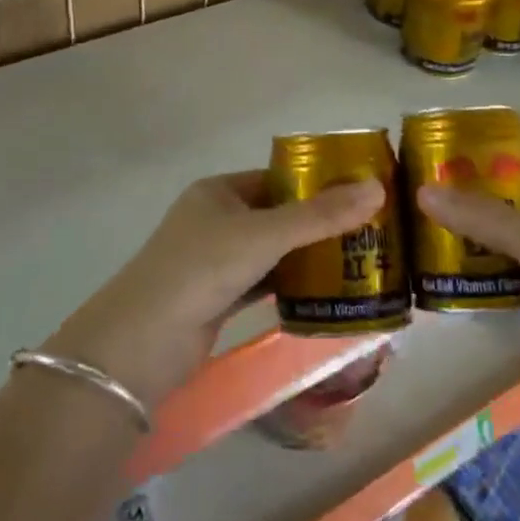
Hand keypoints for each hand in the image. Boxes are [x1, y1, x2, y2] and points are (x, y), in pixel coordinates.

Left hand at [44, 172, 384, 408]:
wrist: (142, 343)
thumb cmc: (201, 268)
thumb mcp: (263, 235)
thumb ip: (319, 216)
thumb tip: (377, 188)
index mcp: (218, 191)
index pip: (277, 177)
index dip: (317, 183)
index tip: (362, 193)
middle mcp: (216, 219)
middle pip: (278, 214)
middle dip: (319, 222)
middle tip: (370, 230)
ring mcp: (216, 260)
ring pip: (273, 250)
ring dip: (308, 255)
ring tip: (360, 258)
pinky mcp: (219, 296)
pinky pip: (265, 281)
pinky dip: (291, 284)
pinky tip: (328, 290)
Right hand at [415, 150, 519, 418]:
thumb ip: (484, 218)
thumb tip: (423, 190)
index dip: (505, 155)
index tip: (458, 154)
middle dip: (483, 200)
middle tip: (433, 197)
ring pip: (519, 248)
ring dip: (484, 244)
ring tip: (434, 236)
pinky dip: (494, 284)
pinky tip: (459, 284)